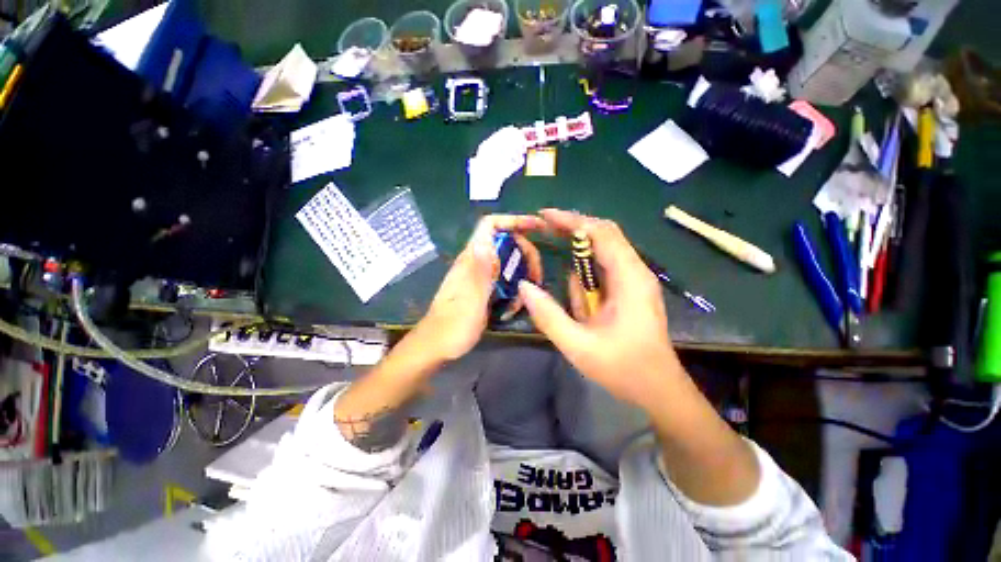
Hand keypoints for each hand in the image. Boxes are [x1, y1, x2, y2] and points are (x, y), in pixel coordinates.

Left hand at [411, 214, 544, 362]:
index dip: (514, 220)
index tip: (538, 227)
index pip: (490, 226)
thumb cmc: (452, 328)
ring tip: (528, 295)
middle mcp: (475, 262)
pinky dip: (515, 288)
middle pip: (506, 243)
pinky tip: (515, 306)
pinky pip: (504, 279)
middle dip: (526, 253)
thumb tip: (484, 243)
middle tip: (537, 276)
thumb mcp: (470, 302)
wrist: (436, 346)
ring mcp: (479, 276)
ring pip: (508, 262)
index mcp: (471, 260)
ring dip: (523, 274)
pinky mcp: (482, 288)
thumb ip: (479, 274)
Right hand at [518, 209, 682, 410]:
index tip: (543, 216)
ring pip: (603, 252)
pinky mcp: (629, 291)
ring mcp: (634, 281)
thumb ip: (548, 315)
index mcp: (629, 278)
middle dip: (573, 228)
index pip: (601, 233)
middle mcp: (635, 271)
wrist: (658, 389)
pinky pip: (603, 271)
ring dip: (578, 250)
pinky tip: (576, 292)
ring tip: (553, 252)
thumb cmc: (622, 368)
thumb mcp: (577, 345)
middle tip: (543, 227)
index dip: (571, 220)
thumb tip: (523, 286)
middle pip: (604, 235)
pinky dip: (585, 273)